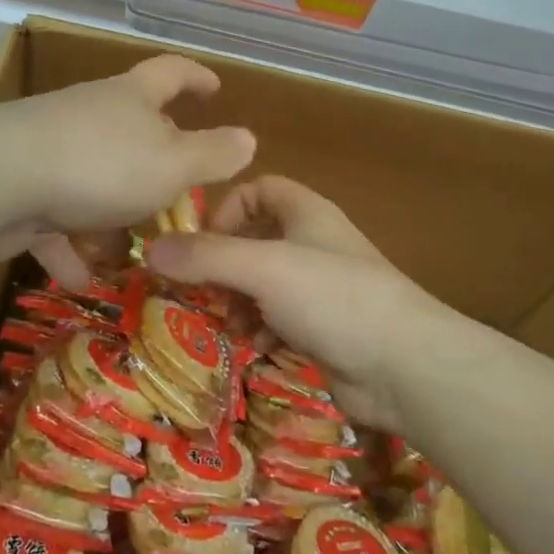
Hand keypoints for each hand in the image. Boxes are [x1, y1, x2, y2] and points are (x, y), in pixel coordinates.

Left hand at [0, 55, 255, 287]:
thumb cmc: (101, 164)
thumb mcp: (173, 163)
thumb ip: (214, 155)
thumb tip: (248, 139)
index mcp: (131, 99)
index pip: (171, 72)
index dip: (197, 77)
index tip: (215, 88)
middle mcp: (92, 116)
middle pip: (131, 132)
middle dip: (155, 166)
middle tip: (177, 198)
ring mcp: (52, 150)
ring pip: (93, 181)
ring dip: (110, 217)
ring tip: (129, 255)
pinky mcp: (21, 187)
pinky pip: (54, 218)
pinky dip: (68, 245)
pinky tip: (78, 278)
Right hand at [145, 176, 448, 430]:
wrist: (404, 365)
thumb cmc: (333, 297)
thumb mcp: (263, 268)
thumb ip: (206, 256)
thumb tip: (150, 249)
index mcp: (306, 213)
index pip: (259, 189)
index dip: (227, 208)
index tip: (202, 242)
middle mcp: (313, 243)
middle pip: (255, 240)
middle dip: (224, 265)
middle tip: (201, 292)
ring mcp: (320, 288)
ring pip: (263, 283)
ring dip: (238, 301)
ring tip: (228, 323)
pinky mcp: (324, 329)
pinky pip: (279, 318)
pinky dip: (261, 328)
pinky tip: (256, 345)